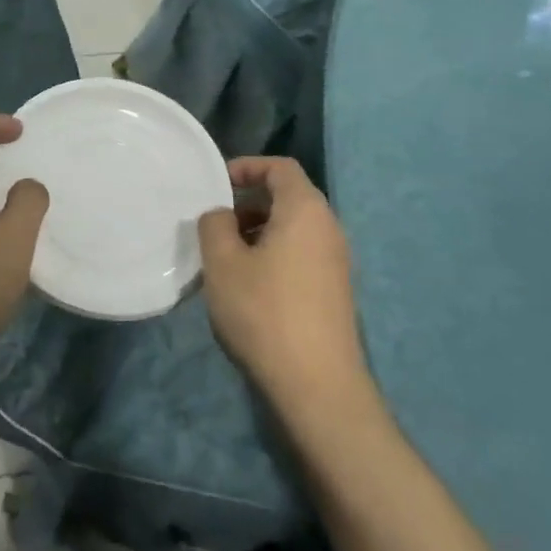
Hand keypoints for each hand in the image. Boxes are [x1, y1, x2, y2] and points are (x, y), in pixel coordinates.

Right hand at [197, 157, 368, 411]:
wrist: (316, 384)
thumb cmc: (264, 311)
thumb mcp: (223, 263)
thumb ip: (214, 225)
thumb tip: (221, 215)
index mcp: (306, 210)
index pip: (281, 167)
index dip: (247, 167)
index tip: (217, 184)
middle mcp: (328, 228)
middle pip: (288, 197)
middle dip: (248, 203)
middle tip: (214, 225)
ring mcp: (336, 262)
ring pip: (293, 229)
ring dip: (257, 232)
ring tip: (225, 257)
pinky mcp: (334, 291)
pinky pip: (300, 254)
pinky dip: (272, 255)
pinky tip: (248, 286)